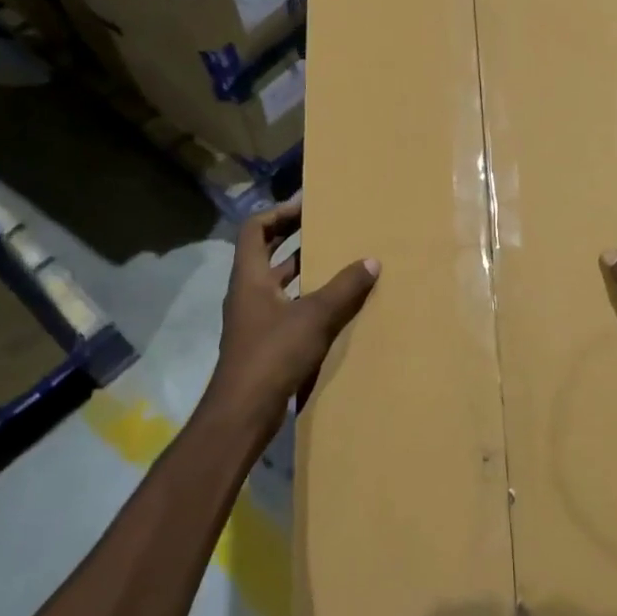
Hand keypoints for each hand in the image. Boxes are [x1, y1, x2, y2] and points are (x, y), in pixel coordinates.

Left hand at [199, 199, 379, 449]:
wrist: (244, 410)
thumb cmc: (273, 353)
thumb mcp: (314, 316)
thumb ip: (344, 288)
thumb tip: (372, 261)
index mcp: (250, 276)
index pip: (256, 228)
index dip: (279, 212)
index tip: (307, 205)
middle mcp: (248, 292)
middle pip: (267, 252)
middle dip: (294, 237)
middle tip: (327, 226)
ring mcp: (254, 319)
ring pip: (278, 282)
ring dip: (303, 269)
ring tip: (337, 259)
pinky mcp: (264, 342)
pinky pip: (287, 307)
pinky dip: (307, 299)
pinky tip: (334, 305)